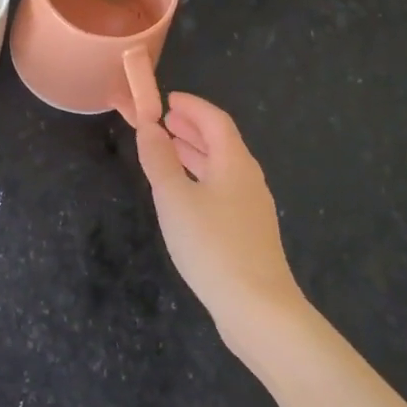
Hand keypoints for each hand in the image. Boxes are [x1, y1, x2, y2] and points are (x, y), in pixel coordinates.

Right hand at [135, 92, 304, 350]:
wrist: (257, 308)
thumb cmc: (212, 245)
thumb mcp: (174, 198)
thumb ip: (159, 160)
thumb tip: (149, 126)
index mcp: (234, 163)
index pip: (215, 121)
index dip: (192, 106)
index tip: (168, 98)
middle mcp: (247, 179)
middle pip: (221, 142)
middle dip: (192, 128)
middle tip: (165, 120)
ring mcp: (251, 207)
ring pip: (221, 167)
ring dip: (195, 153)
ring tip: (169, 148)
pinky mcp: (248, 232)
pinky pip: (222, 188)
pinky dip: (200, 177)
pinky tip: (185, 193)